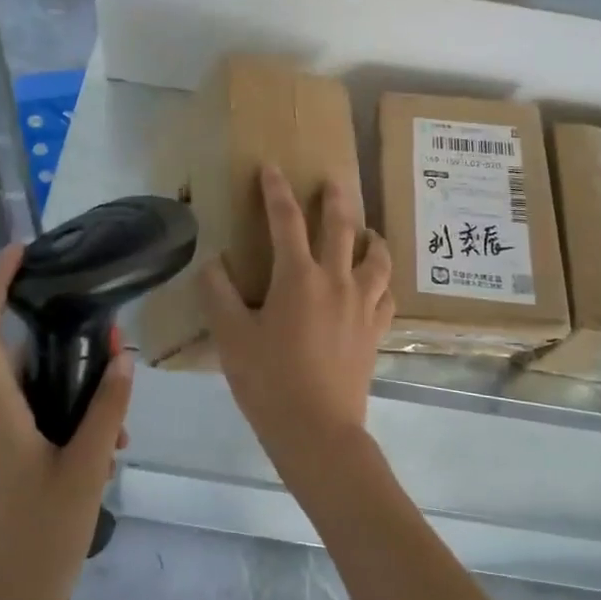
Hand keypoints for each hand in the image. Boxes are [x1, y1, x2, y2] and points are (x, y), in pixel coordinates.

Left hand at [0, 244, 131, 599]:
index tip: (18, 252)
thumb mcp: (87, 470)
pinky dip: (64, 420)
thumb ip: (106, 408)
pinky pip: (29, 420)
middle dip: (65, 349)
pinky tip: (102, 450)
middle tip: (115, 354)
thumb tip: (122, 357)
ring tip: (119, 428)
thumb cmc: (40, 543)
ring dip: (73, 394)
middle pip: (17, 359)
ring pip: (30, 394)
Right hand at [199, 166, 392, 483]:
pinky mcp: (376, 330)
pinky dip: (383, 280)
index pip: (286, 220)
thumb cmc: (269, 382)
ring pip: (377, 257)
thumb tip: (213, 263)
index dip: (276, 191)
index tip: (272, 168)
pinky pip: (387, 294)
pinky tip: (377, 282)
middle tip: (332, 180)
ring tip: (366, 230)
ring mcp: (362, 305)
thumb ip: (219, 295)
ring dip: (370, 236)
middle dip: (334, 198)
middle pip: (341, 226)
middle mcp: (336, 280)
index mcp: (298, 277)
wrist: (318, 431)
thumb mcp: (232, 338)